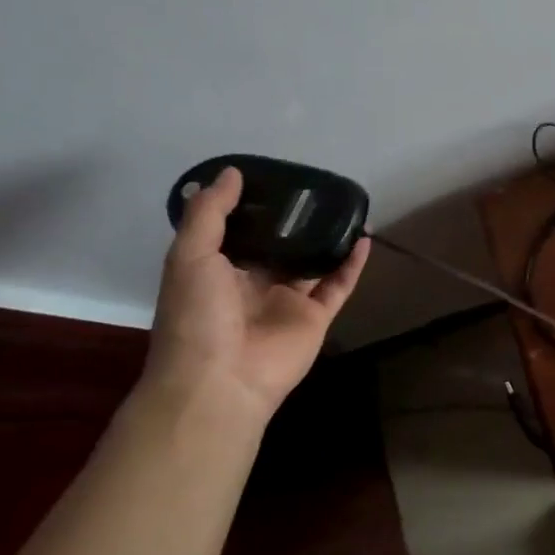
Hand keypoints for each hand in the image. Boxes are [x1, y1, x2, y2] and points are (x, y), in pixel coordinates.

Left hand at [142, 166, 370, 419]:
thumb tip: (232, 172)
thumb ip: (209, 214)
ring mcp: (288, 301)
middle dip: (297, 220)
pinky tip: (364, 238)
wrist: (220, 382)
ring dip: (329, 238)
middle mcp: (254, 283)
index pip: (239, 231)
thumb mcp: (189, 256)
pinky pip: (339, 285)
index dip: (255, 206)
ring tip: (345, 207)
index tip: (274, 176)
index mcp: (219, 270)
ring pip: (313, 262)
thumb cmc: (196, 316)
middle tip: (316, 188)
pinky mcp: (316, 317)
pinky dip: (352, 264)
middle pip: (281, 245)